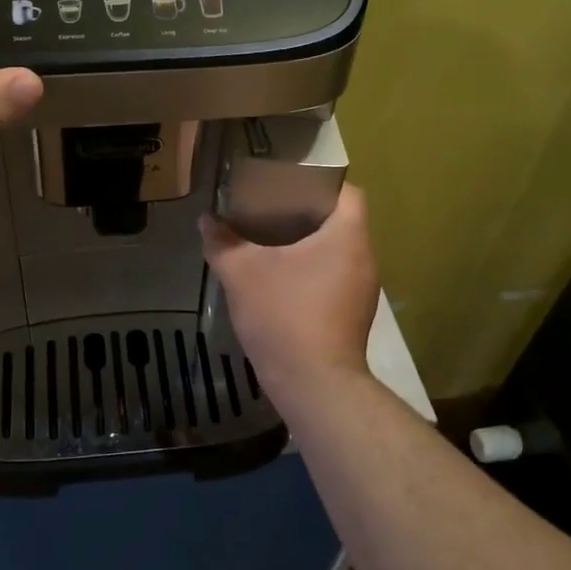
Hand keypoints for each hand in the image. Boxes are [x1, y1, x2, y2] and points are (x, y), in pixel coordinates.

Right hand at [200, 185, 379, 401]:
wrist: (314, 385)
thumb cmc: (284, 316)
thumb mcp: (242, 274)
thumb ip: (222, 242)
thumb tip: (206, 220)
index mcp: (347, 237)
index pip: (348, 192)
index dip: (320, 183)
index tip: (288, 186)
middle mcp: (364, 259)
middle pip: (341, 222)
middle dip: (306, 214)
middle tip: (269, 211)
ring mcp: (362, 291)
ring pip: (337, 252)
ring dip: (308, 246)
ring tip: (270, 242)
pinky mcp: (353, 316)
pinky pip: (334, 278)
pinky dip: (311, 272)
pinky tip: (280, 281)